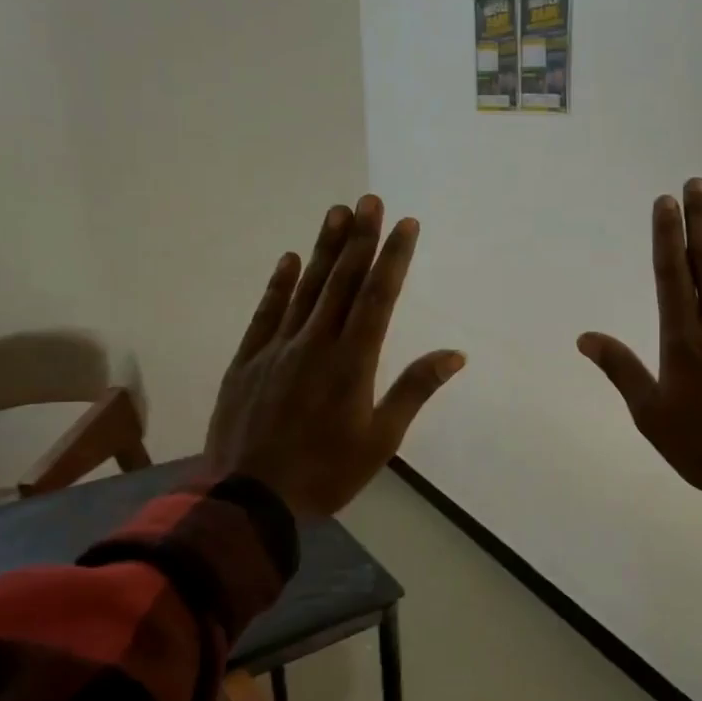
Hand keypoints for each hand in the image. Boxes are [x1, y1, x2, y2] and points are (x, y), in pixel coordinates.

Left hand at [206, 196, 464, 516]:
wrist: (249, 500)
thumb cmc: (326, 473)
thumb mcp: (381, 439)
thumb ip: (414, 390)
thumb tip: (454, 354)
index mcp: (352, 363)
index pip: (377, 297)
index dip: (393, 258)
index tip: (405, 224)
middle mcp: (315, 344)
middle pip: (341, 282)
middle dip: (360, 239)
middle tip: (370, 200)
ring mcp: (276, 349)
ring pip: (305, 289)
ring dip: (323, 249)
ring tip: (337, 213)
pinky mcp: (246, 361)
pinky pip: (266, 314)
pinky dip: (278, 285)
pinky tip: (288, 259)